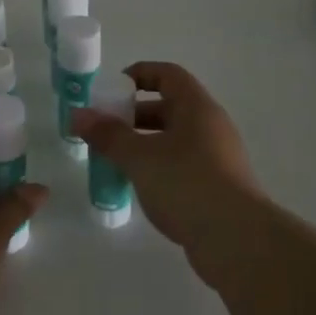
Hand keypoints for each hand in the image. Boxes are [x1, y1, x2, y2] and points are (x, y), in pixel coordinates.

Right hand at [72, 62, 267, 288]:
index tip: (110, 90)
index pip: (168, 75)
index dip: (139, 74)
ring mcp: (218, 158)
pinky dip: (157, 168)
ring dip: (143, 144)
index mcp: (197, 108)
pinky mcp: (217, 187)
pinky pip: (181, 166)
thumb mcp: (139, 157)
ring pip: (174, 140)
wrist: (237, 239)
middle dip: (133, 115)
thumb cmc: (186, 184)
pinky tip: (138, 187)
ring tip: (113, 160)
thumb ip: (108, 135)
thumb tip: (79, 115)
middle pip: (169, 108)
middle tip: (103, 130)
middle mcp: (211, 126)